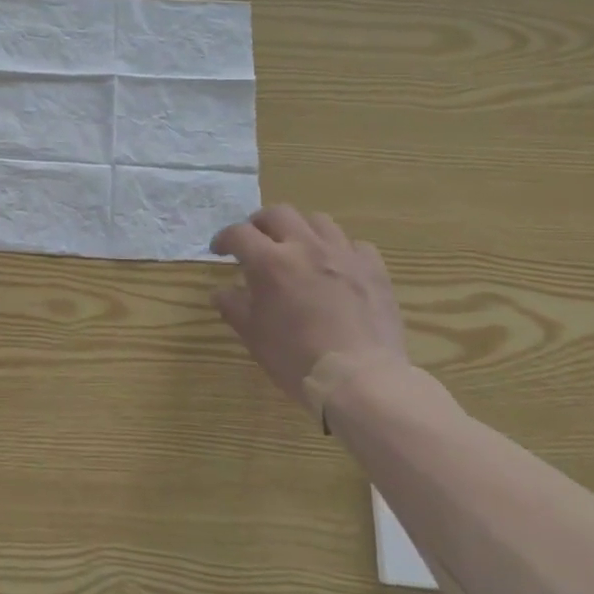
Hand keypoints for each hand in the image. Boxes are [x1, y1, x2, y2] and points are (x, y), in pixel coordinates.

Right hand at [210, 207, 406, 413]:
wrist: (360, 379)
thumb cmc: (296, 358)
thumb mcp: (253, 336)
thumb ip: (234, 306)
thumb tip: (221, 291)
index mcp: (270, 262)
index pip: (239, 234)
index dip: (224, 239)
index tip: (219, 251)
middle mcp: (306, 247)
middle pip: (278, 214)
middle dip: (260, 224)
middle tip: (256, 242)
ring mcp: (344, 255)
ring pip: (318, 221)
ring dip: (301, 230)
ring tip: (297, 249)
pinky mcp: (374, 269)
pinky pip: (355, 245)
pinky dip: (340, 250)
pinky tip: (336, 268)